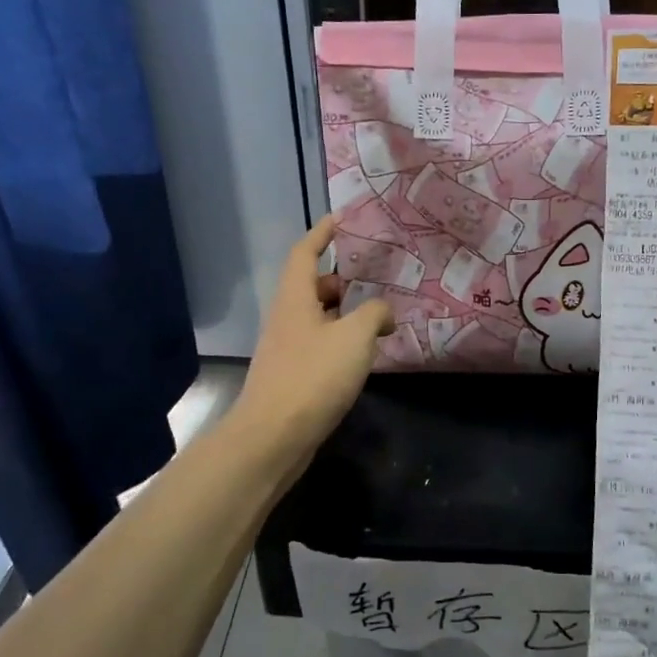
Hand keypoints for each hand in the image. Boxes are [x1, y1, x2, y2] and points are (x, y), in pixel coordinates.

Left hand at [233, 216, 394, 465]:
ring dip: (345, 313)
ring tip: (378, 318)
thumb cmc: (314, 376)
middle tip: (373, 279)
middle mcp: (287, 318)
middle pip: (311, 286)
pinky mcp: (293, 376)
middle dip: (340, 278)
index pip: (304, 253)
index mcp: (295, 298)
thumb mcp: (355, 336)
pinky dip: (341, 341)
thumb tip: (383, 313)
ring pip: (318, 318)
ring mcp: (287, 348)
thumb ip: (375, 313)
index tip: (342, 220)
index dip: (321, 233)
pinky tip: (364, 355)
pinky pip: (320, 345)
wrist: (273, 436)